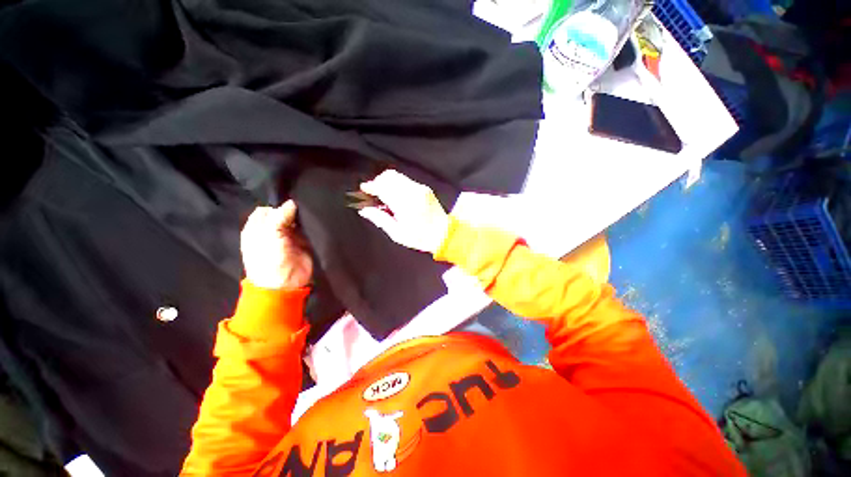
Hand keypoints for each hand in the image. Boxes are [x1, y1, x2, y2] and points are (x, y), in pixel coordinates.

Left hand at [240, 201, 312, 288]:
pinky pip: (307, 229)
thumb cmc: (269, 258)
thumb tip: (292, 202)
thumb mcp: (269, 234)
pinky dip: (311, 224)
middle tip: (303, 205)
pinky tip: (315, 219)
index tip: (290, 203)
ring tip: (311, 210)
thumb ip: (279, 216)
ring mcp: (289, 236)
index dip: (277, 205)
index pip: (266, 209)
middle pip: (282, 213)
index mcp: (257, 228)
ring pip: (296, 220)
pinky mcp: (303, 241)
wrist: (285, 283)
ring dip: (302, 217)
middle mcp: (272, 230)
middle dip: (291, 210)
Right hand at [358, 170, 449, 253]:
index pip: (383, 187)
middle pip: (389, 177)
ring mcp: (420, 188)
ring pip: (397, 176)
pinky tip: (395, 195)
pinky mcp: (425, 188)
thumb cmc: (420, 237)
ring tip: (383, 195)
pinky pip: (406, 180)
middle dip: (378, 182)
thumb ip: (380, 219)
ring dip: (387, 182)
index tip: (364, 189)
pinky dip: (397, 184)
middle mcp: (413, 191)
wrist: (445, 234)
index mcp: (405, 204)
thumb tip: (364, 210)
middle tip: (373, 193)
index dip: (371, 186)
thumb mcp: (397, 233)